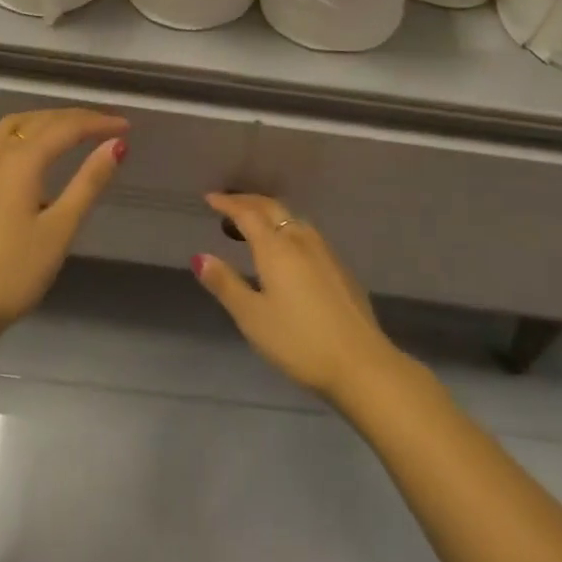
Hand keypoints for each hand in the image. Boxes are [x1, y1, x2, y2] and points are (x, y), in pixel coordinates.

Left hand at [0, 108, 128, 342]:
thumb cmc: (13, 272)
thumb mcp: (60, 229)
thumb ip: (88, 182)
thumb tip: (116, 146)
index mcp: (20, 161)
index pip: (66, 127)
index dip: (98, 123)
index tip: (126, 126)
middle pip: (38, 120)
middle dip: (73, 118)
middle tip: (104, 125)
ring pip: (12, 127)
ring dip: (45, 122)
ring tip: (71, 132)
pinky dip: (24, 136)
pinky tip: (32, 159)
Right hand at [193, 194, 402, 402]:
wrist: (361, 363)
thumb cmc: (299, 341)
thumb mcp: (252, 317)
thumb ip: (225, 284)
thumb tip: (200, 257)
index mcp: (276, 248)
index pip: (247, 213)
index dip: (227, 203)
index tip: (210, 198)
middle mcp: (300, 239)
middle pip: (272, 208)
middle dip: (247, 202)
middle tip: (227, 205)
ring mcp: (324, 251)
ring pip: (292, 219)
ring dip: (269, 214)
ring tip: (253, 225)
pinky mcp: (339, 267)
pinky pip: (305, 233)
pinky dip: (286, 228)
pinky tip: (286, 249)